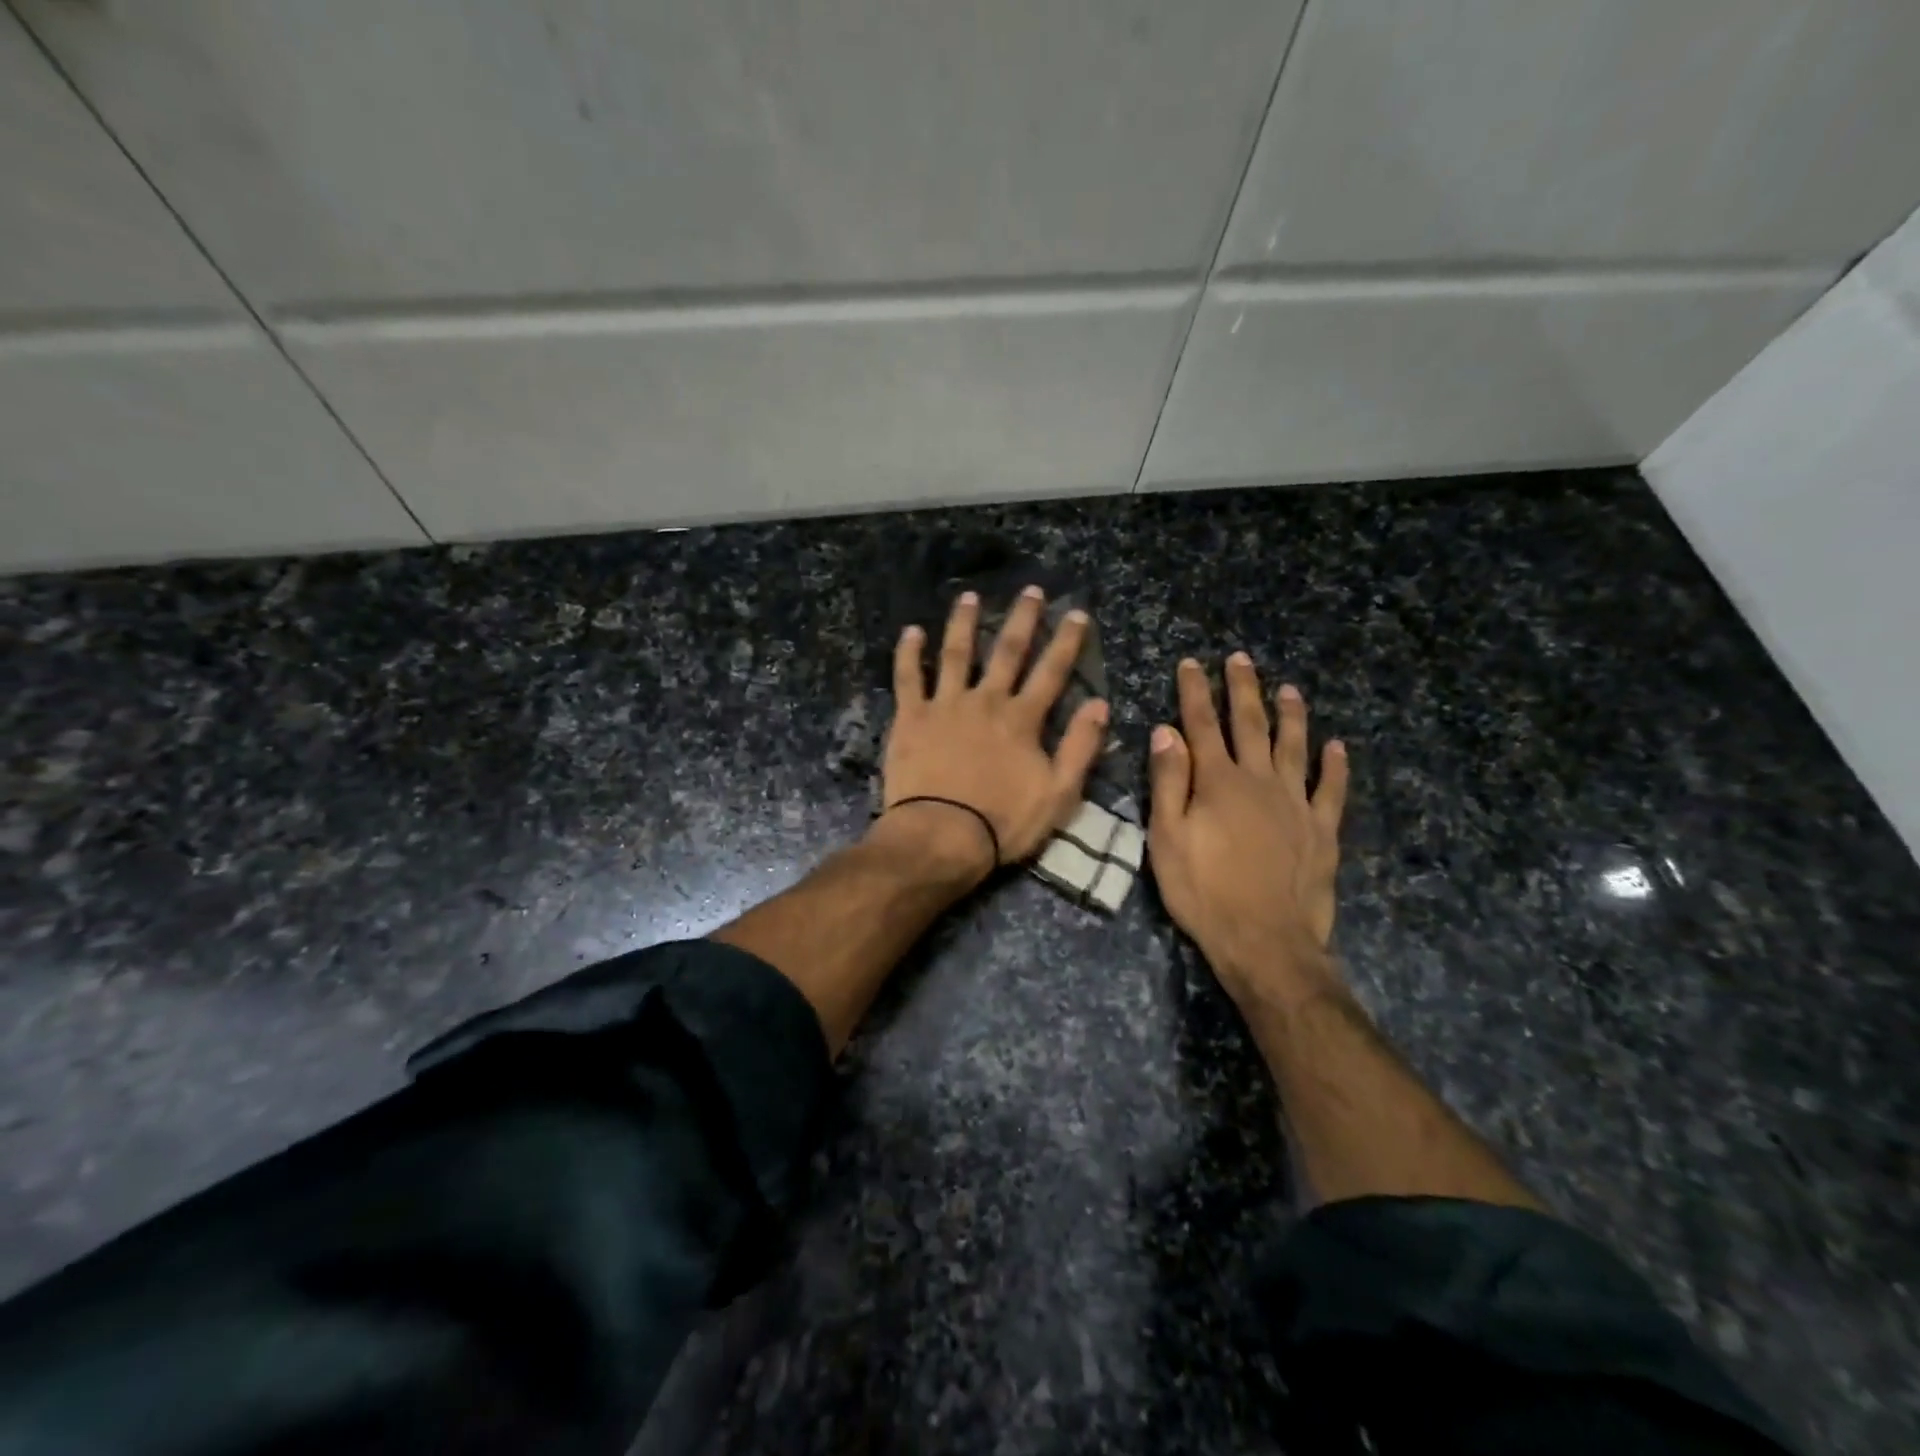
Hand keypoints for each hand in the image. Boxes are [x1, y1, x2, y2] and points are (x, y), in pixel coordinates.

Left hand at [883, 587, 1108, 869]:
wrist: (941, 836)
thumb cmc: (1003, 822)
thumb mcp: (1059, 794)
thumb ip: (1080, 747)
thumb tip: (1099, 704)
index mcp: (1022, 719)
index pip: (1051, 672)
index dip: (1067, 641)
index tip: (1077, 613)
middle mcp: (986, 700)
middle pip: (1007, 651)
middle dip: (1023, 619)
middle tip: (1031, 590)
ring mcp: (945, 705)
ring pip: (956, 654)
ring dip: (964, 623)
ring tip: (969, 597)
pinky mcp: (911, 717)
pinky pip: (909, 678)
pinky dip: (909, 653)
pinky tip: (911, 631)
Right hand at [1147, 655, 1349, 1004]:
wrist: (1265, 942)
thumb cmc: (1204, 892)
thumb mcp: (1167, 839)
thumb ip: (1169, 782)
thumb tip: (1166, 732)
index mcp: (1218, 782)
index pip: (1203, 724)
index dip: (1196, 692)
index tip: (1191, 663)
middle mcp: (1260, 781)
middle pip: (1251, 725)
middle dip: (1244, 689)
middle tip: (1241, 659)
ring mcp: (1296, 803)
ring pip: (1295, 747)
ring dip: (1291, 716)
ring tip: (1290, 689)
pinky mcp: (1322, 829)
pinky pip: (1332, 789)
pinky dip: (1336, 766)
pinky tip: (1338, 747)